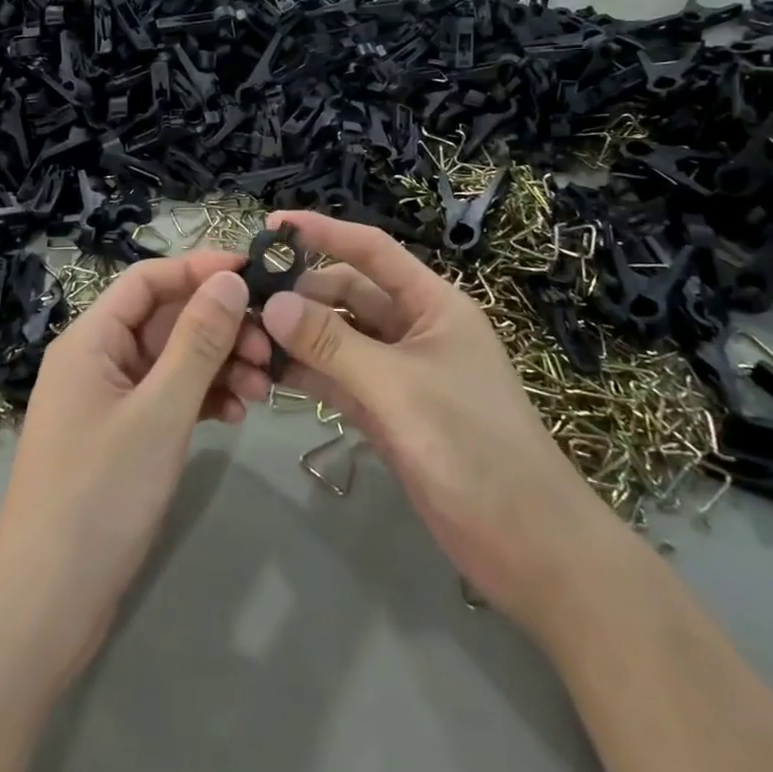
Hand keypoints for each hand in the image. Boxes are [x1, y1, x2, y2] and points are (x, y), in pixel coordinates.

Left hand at [0, 253, 271, 687]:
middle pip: (166, 319)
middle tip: (269, 347)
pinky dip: (203, 398)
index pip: (149, 279)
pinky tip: (236, 414)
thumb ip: (198, 341)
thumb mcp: (160, 412)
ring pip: (173, 359)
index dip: (200, 268)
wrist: (46, 607)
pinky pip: (169, 396)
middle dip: (220, 326)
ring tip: (261, 389)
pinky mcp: (122, 436)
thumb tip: (231, 280)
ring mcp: (109, 399)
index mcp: (91, 339)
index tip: (255, 273)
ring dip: (218, 364)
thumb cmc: (100, 496)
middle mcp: (97, 358)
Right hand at [258, 211, 595, 620]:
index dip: (323, 233)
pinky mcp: (388, 411)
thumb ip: (332, 345)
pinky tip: (268, 375)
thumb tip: (271, 303)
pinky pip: (340, 378)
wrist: (527, 546)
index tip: (272, 225)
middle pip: (349, 294)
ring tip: (245, 336)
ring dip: (299, 335)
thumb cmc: (472, 447)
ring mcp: (400, 372)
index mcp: (432, 303)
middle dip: (302, 292)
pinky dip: (309, 373)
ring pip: (340, 337)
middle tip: (245, 299)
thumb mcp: (397, 387)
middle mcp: (414, 328)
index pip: (371, 250)